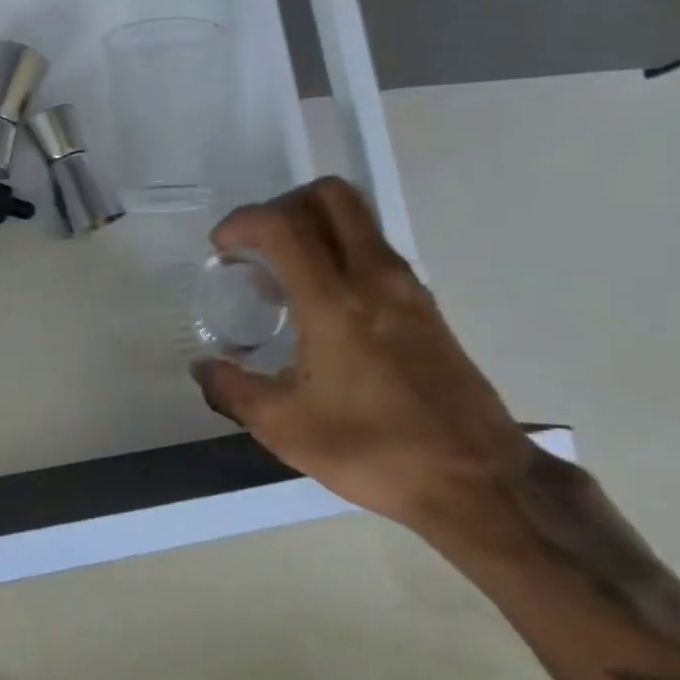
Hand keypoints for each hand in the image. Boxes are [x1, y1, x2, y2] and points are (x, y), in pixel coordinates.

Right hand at [192, 177, 533, 528]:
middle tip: (258, 243)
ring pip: (359, 220)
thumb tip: (202, 368)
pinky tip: (322, 306)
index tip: (221, 248)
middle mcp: (375, 278)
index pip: (282, 225)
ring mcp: (408, 289)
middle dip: (284, 204)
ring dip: (314, 227)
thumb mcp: (283, 427)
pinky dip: (341, 253)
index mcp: (334, 303)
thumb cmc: (373, 450)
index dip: (242, 221)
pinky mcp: (427, 307)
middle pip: (331, 197)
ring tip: (283, 278)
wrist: (476, 482)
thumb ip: (231, 389)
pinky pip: (376, 251)